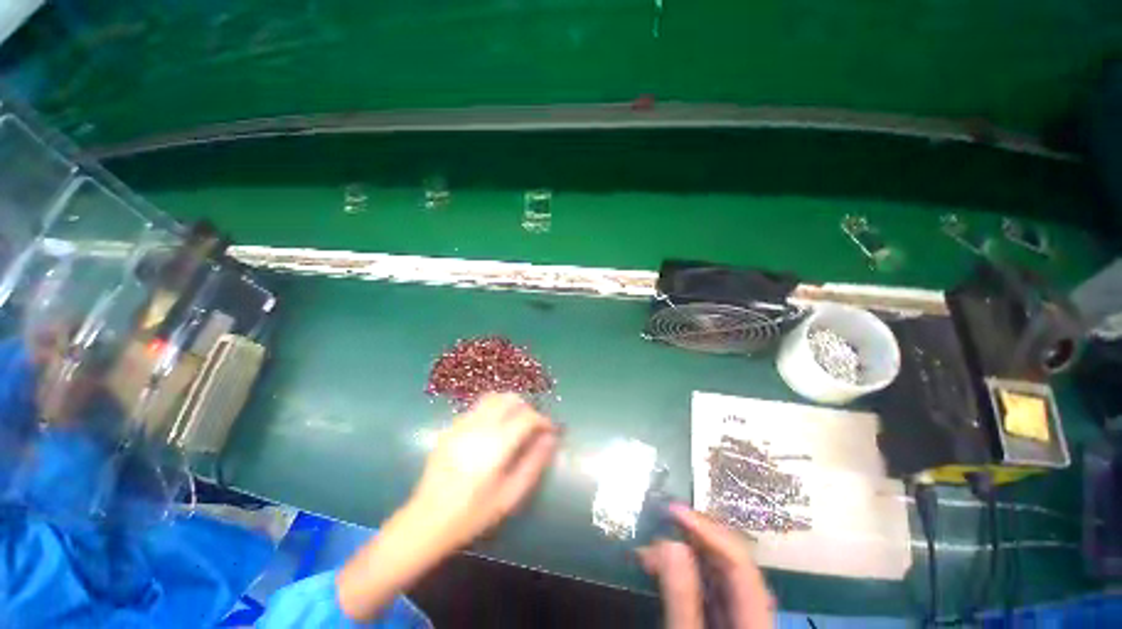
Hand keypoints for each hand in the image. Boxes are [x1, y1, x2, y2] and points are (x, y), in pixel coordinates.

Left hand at [407, 393, 560, 550]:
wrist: (426, 521)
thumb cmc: (472, 514)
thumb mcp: (510, 495)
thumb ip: (534, 463)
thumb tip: (550, 438)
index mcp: (496, 445)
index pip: (527, 417)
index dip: (543, 420)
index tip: (550, 429)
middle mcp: (479, 427)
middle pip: (510, 399)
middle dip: (527, 407)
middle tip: (533, 425)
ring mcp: (462, 424)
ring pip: (492, 398)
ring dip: (509, 404)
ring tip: (515, 422)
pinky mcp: (451, 428)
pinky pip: (477, 407)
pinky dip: (492, 410)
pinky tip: (493, 429)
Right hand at [639, 504, 774, 627]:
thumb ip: (682, 600)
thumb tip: (670, 543)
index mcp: (756, 622)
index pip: (739, 563)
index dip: (708, 531)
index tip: (673, 510)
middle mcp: (754, 613)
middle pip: (731, 562)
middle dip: (691, 538)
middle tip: (657, 528)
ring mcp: (739, 616)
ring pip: (717, 571)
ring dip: (683, 552)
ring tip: (649, 550)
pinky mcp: (724, 619)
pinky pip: (706, 585)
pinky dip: (682, 570)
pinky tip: (659, 567)